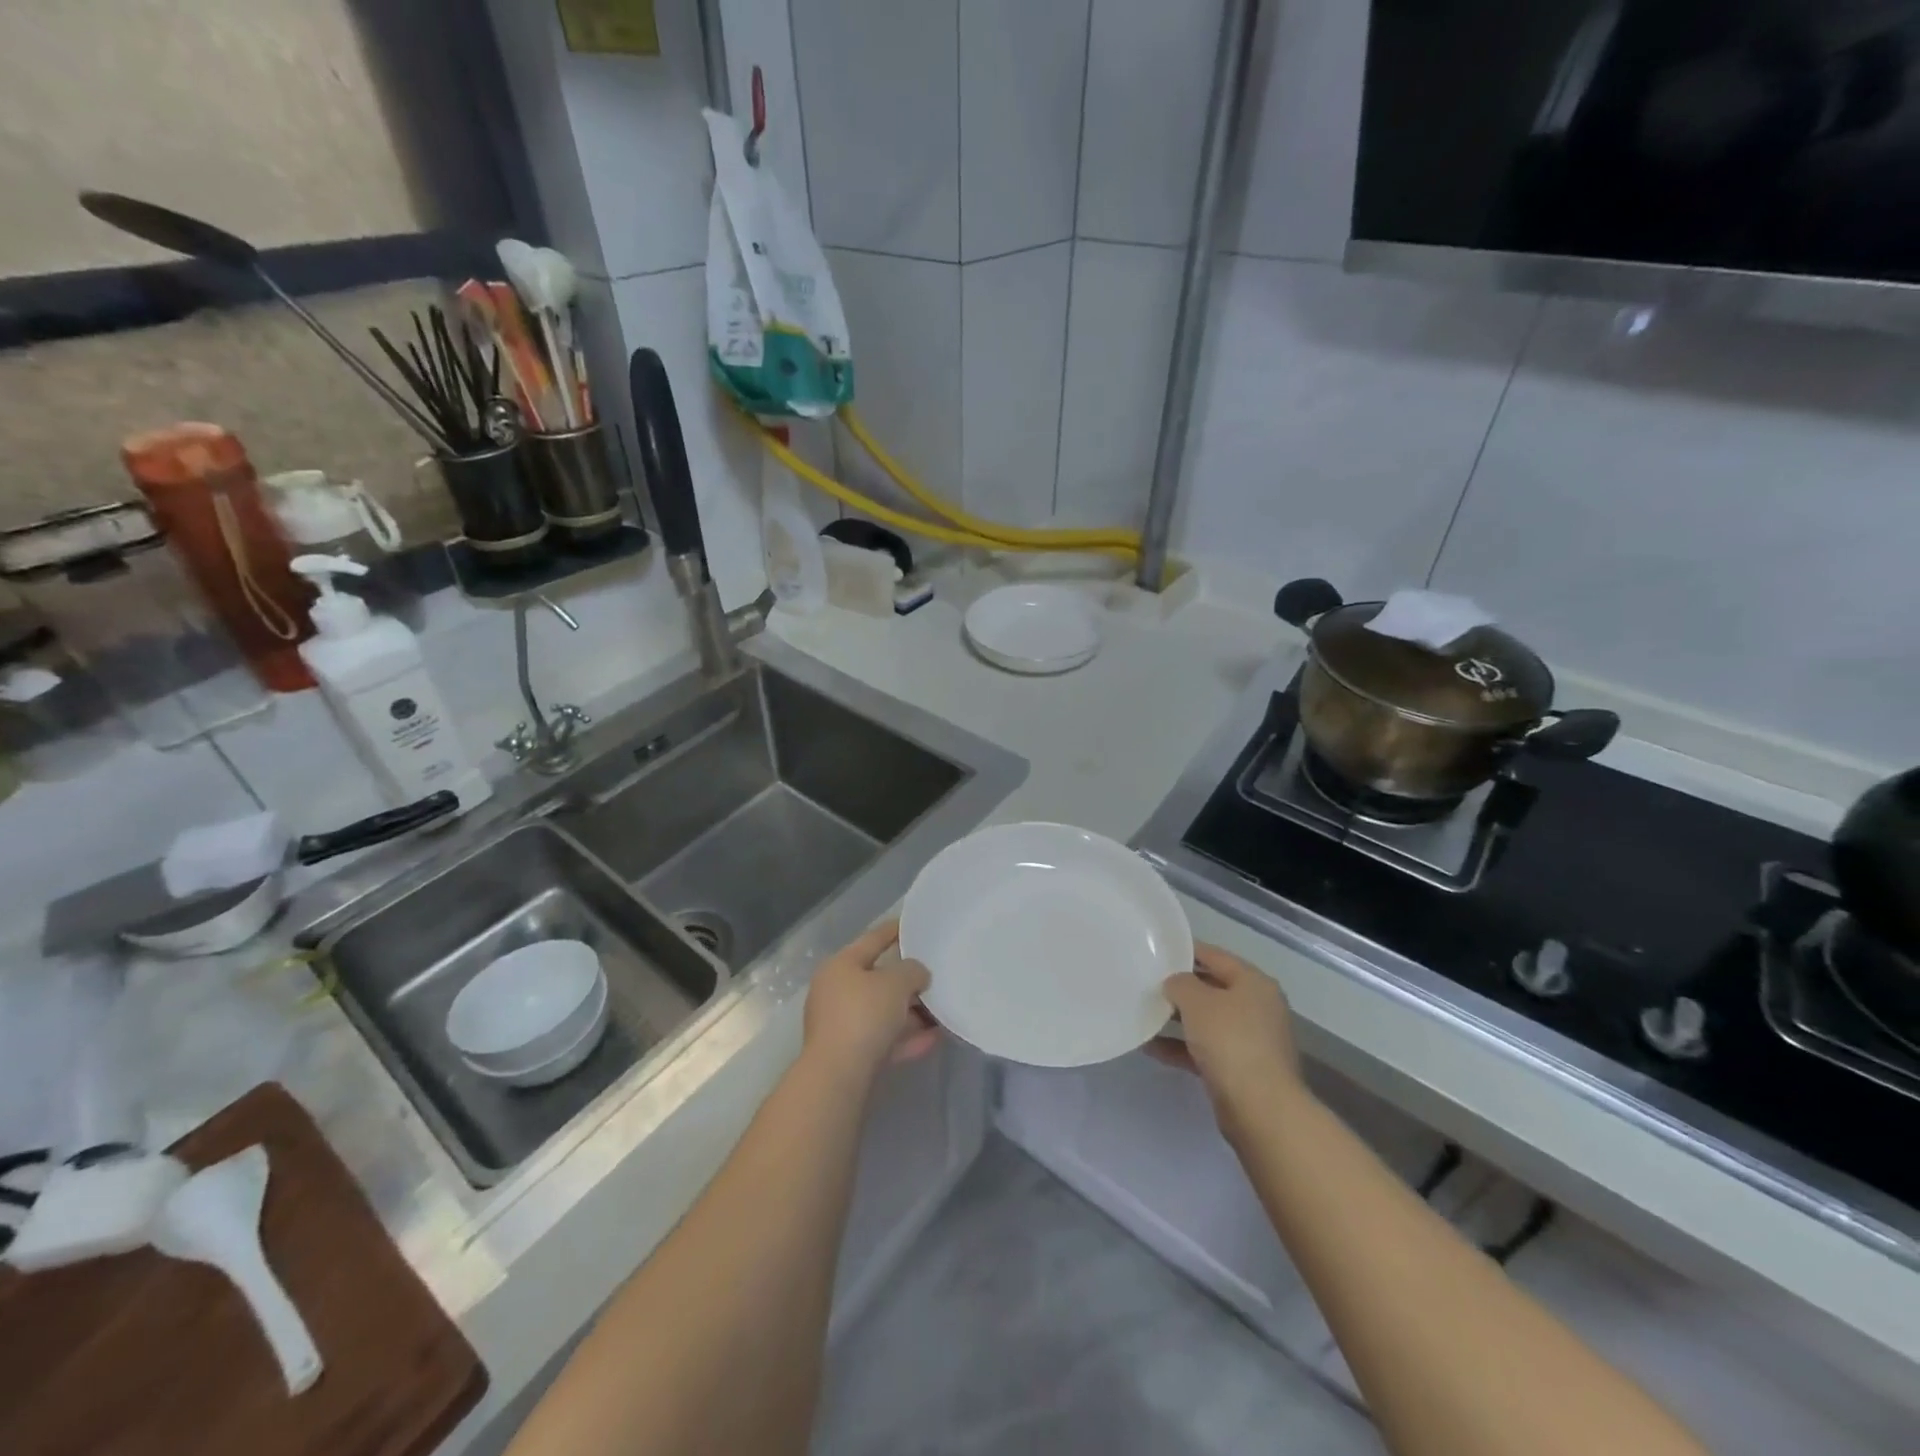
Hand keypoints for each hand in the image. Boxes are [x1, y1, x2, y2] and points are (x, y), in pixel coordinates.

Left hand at [803, 919, 938, 1077]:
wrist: (839, 1076)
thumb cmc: (864, 1015)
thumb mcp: (895, 983)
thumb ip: (912, 971)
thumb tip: (917, 975)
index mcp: (840, 966)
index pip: (872, 939)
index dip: (896, 930)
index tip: (916, 925)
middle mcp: (837, 992)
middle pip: (878, 979)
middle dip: (908, 980)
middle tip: (936, 974)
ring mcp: (842, 1025)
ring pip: (883, 1012)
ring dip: (912, 1012)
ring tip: (942, 1010)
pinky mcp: (852, 1055)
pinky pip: (885, 1039)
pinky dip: (907, 1037)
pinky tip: (935, 1038)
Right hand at [1151, 944, 1302, 1118]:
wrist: (1261, 1109)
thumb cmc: (1230, 1041)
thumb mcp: (1198, 1001)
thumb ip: (1180, 983)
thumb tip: (1175, 983)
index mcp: (1254, 983)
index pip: (1216, 956)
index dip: (1187, 950)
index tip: (1158, 949)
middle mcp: (1257, 1008)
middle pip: (1212, 989)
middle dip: (1180, 987)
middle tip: (1147, 982)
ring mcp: (1250, 1040)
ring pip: (1207, 1021)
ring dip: (1177, 1019)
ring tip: (1144, 1013)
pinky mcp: (1240, 1070)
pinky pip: (1204, 1049)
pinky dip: (1180, 1047)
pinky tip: (1150, 1047)